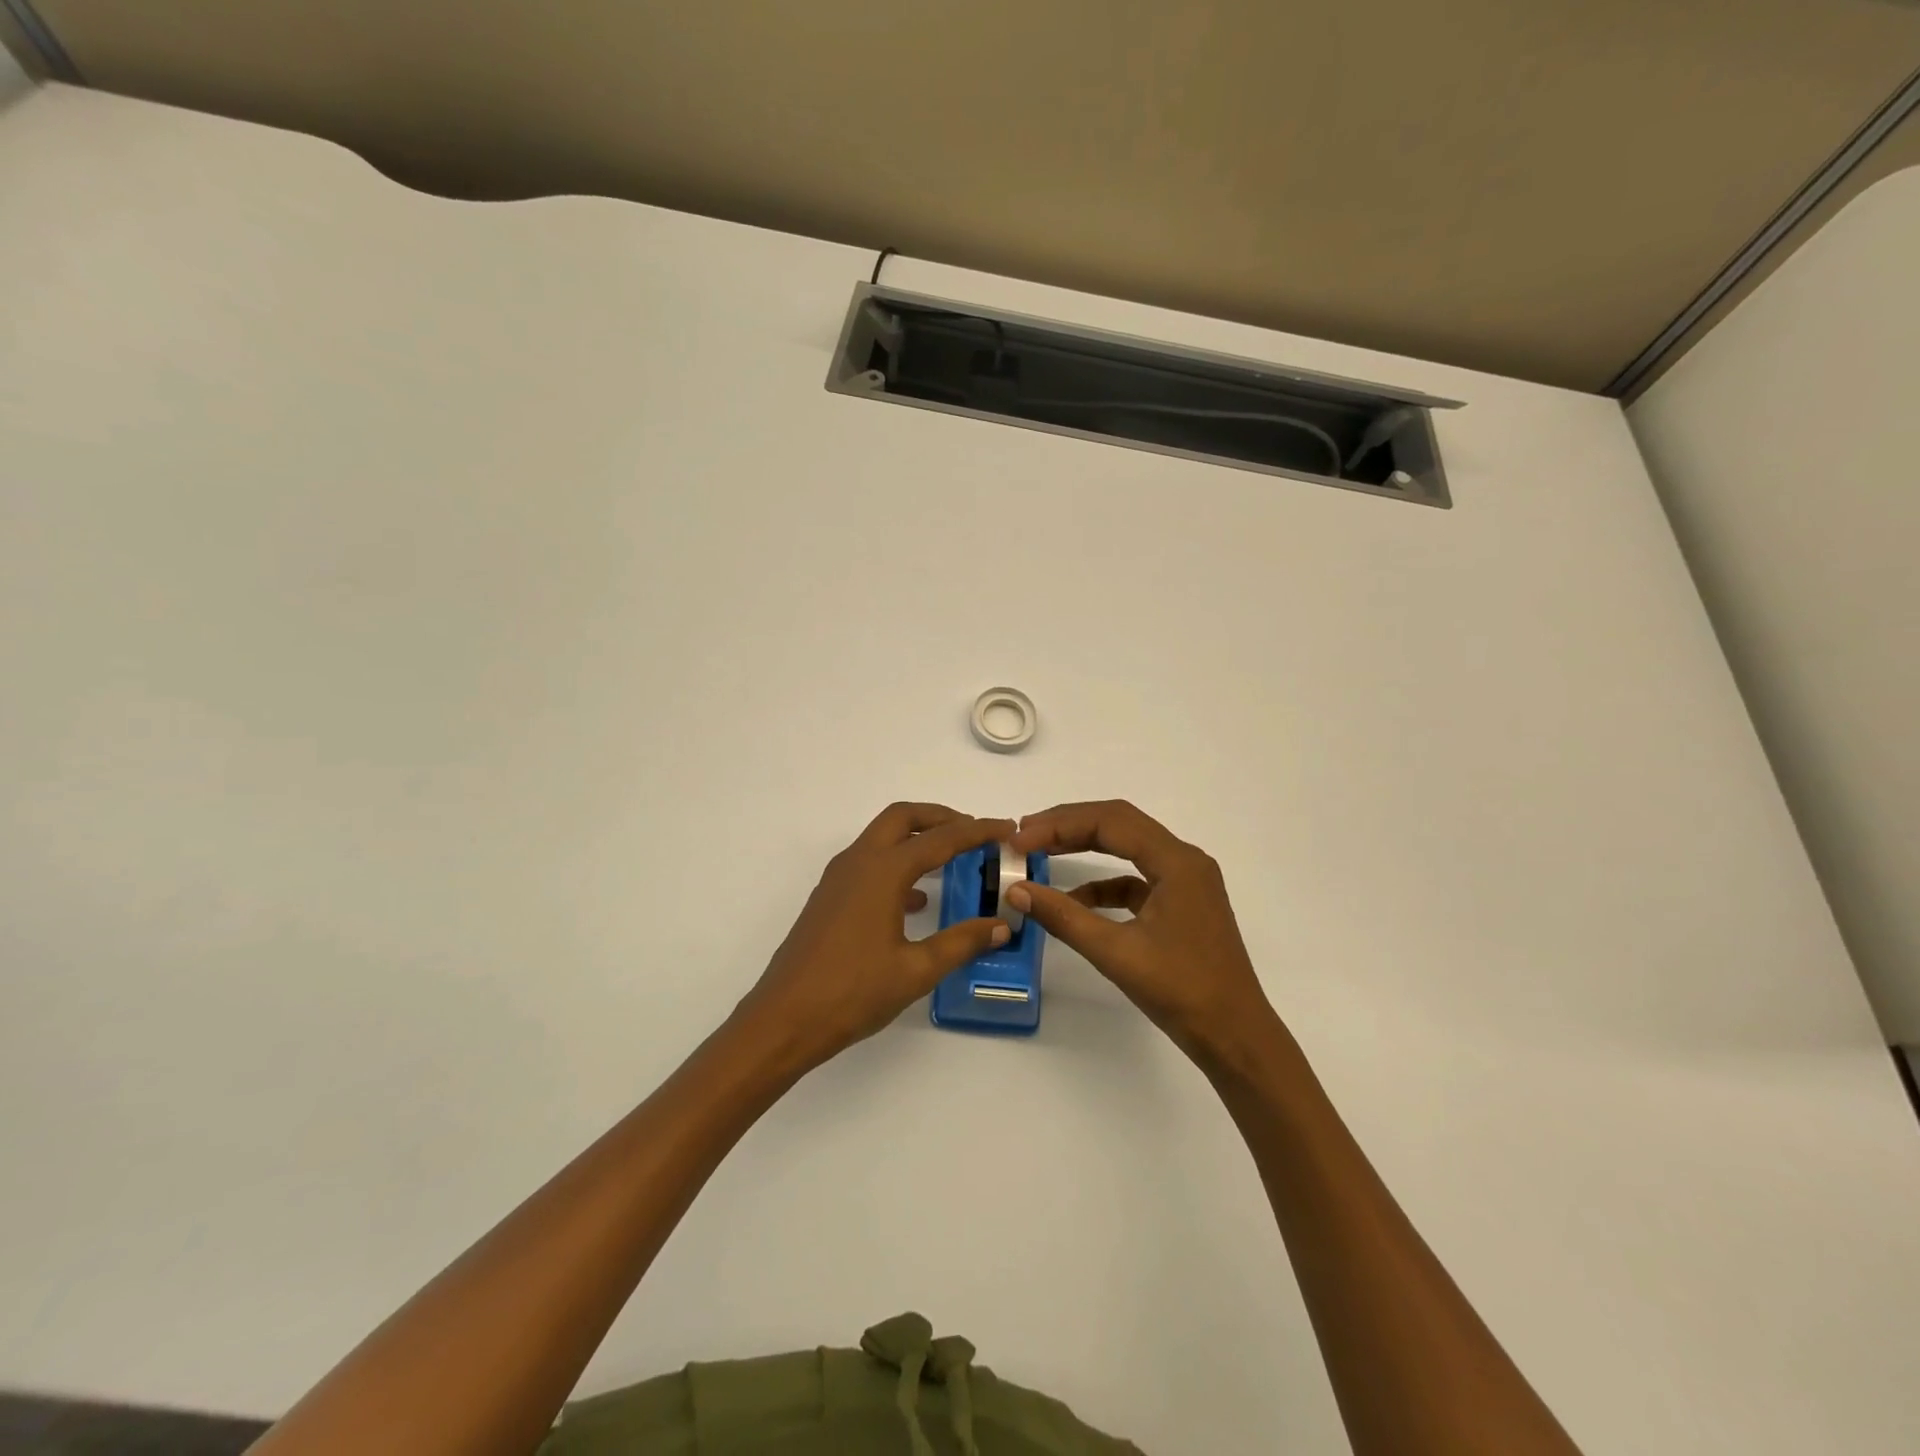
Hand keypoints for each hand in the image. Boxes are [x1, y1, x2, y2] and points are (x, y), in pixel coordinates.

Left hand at [734, 803, 1013, 1072]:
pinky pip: (870, 863)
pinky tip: (918, 899)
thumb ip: (961, 943)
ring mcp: (839, 878)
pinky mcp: (829, 898)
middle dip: (940, 817)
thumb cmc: (852, 993)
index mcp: (882, 872)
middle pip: (902, 818)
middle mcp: (858, 863)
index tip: (1006, 828)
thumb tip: (1001, 926)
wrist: (783, 1020)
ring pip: (882, 837)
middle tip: (974, 831)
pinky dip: (898, 864)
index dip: (977, 831)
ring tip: (952, 858)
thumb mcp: (916, 971)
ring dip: (917, 838)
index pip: (940, 839)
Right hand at [1008, 800, 1276, 1058]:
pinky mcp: (1180, 904)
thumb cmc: (1182, 991)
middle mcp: (1184, 860)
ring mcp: (1185, 882)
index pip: (1110, 821)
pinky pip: (1135, 877)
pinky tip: (1074, 897)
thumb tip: (1016, 890)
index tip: (1020, 839)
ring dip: (1084, 846)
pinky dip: (1103, 881)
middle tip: (1025, 834)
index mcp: (1177, 862)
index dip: (1060, 825)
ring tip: (1042, 852)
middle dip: (1069, 825)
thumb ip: (1064, 917)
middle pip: (1119, 824)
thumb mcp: (1116, 953)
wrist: (1236, 1037)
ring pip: (1127, 846)